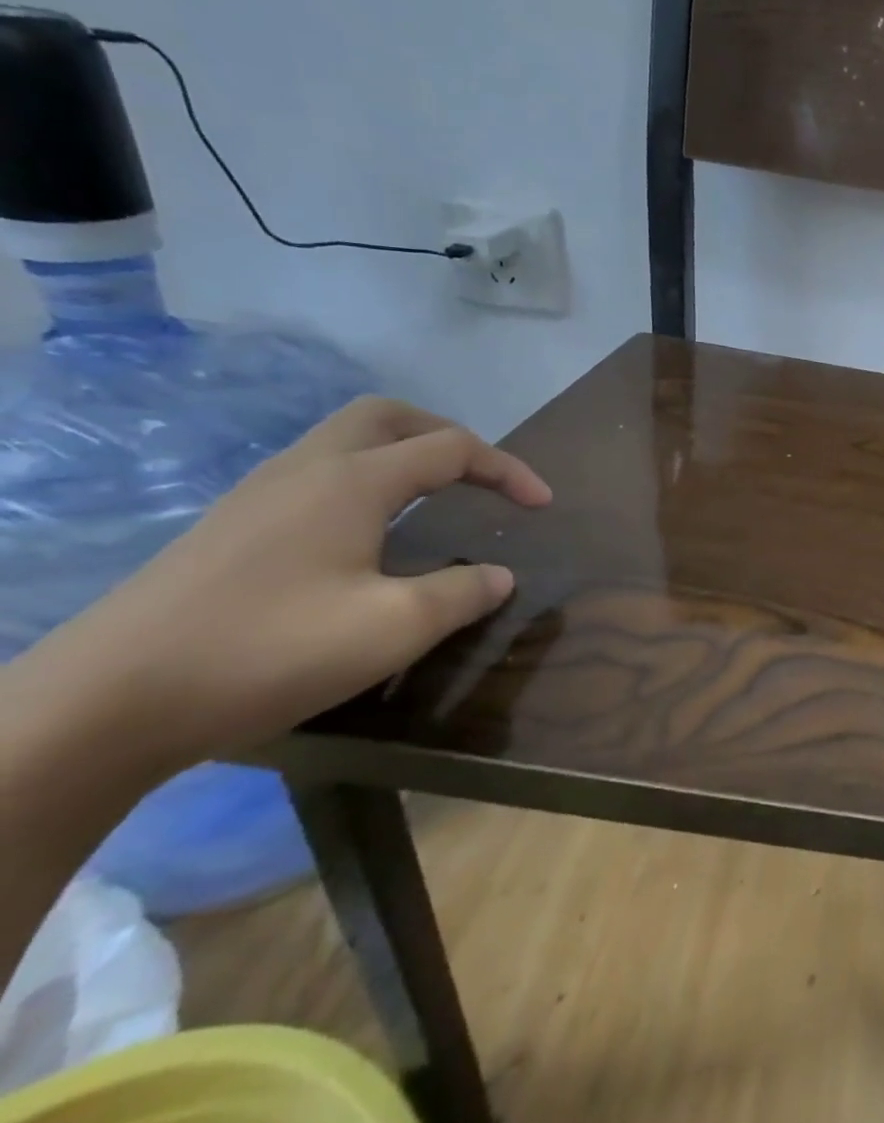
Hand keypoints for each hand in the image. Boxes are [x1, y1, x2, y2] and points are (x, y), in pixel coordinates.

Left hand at [24, 397, 550, 772]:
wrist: (101, 705)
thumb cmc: (267, 651)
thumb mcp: (394, 628)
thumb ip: (462, 594)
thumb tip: (499, 576)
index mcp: (353, 481)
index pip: (451, 448)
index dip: (507, 470)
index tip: (543, 505)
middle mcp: (306, 470)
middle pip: (387, 416)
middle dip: (447, 433)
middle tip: (480, 474)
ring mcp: (259, 496)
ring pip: (344, 441)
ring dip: (402, 453)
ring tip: (435, 497)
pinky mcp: (229, 527)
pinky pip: (316, 474)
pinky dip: (365, 480)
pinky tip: (368, 533)